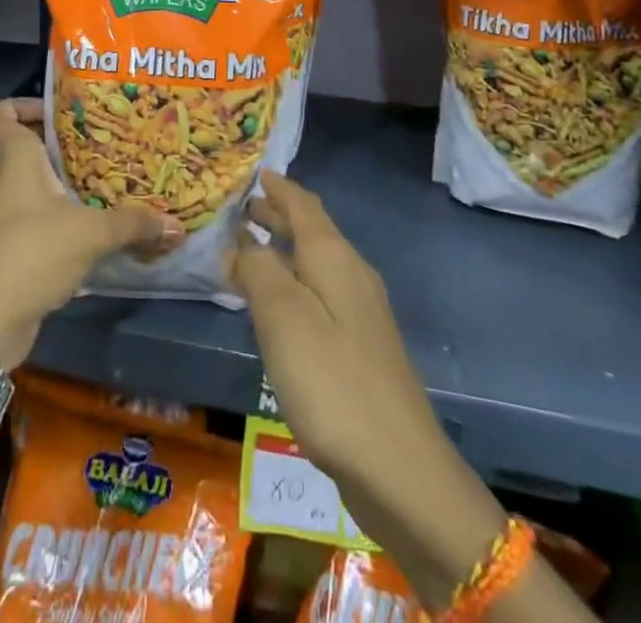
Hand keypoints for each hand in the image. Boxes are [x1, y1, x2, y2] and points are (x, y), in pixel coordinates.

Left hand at [0, 98, 181, 370]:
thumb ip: (134, 224)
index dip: (20, 104)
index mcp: (13, 159)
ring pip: (29, 184)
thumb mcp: (91, 234)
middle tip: (100, 144)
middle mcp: (0, 181)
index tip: (58, 112)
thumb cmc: (30, 255)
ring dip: (60, 182)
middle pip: (20, 146)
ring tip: (102, 184)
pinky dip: (56, 216)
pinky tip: (89, 229)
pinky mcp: (5, 249)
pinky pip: (32, 217)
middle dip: (58, 143)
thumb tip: (176, 225)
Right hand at [230, 171, 508, 609]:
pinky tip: (277, 307)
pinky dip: (293, 283)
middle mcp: (352, 274)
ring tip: (249, 250)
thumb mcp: (283, 318)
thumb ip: (258, 270)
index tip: (255, 172)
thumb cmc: (333, 382)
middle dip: (277, 215)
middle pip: (311, 231)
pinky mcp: (360, 348)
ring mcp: (361, 313)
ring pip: (315, 263)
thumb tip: (240, 239)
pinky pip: (320, 294)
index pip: (304, 205)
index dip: (278, 187)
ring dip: (283, 250)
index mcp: (334, 258)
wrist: (400, 468)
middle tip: (241, 208)